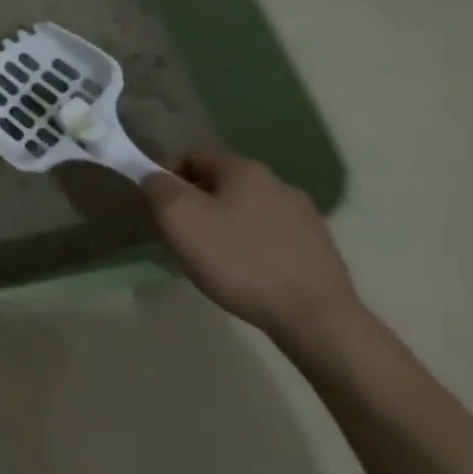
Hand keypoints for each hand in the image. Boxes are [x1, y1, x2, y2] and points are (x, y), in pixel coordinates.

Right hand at [140, 152, 358, 343]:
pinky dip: (250, 245)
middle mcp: (277, 182)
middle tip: (180, 237)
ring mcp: (304, 215)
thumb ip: (158, 188)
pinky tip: (246, 272)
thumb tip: (155, 178)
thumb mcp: (179, 219)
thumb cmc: (238, 260)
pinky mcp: (317, 246)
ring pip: (245, 209)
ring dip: (223, 224)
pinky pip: (269, 235)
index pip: (191, 157)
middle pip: (219, 183)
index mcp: (244, 169)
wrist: (314, 317)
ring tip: (213, 259)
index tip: (157, 210)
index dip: (166, 178)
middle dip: (195, 204)